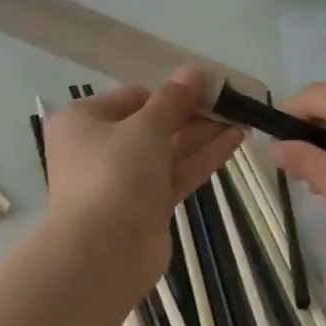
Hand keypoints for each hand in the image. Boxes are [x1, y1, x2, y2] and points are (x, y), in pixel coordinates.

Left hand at [42, 66, 242, 286]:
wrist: (103, 253)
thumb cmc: (114, 175)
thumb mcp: (145, 128)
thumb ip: (173, 100)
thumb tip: (193, 71)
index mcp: (84, 121)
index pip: (132, 97)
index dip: (170, 91)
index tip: (208, 86)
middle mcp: (99, 148)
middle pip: (151, 124)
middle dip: (191, 113)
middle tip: (231, 102)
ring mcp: (122, 181)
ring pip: (167, 151)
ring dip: (202, 134)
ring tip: (241, 118)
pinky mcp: (145, 208)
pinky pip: (174, 175)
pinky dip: (201, 159)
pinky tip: (234, 141)